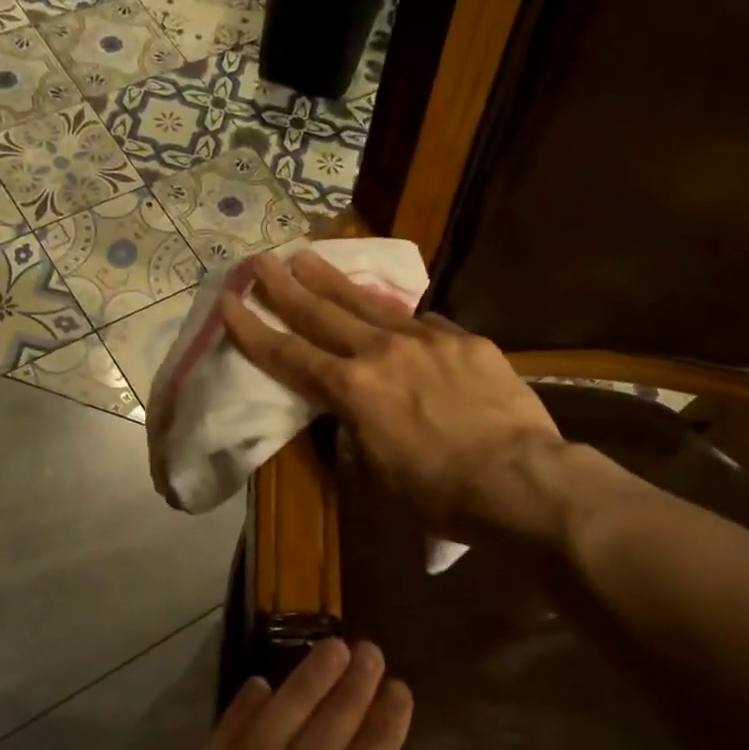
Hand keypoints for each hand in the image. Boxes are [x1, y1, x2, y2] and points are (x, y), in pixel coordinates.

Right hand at [220, 251, 594, 544]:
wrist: (519, 480)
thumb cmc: (438, 493)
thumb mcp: (378, 472)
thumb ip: (357, 430)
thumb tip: (355, 412)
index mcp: (352, 390)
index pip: (289, 355)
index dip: (253, 331)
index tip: (229, 303)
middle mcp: (382, 352)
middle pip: (322, 313)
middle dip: (285, 287)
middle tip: (259, 260)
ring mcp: (427, 339)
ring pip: (370, 303)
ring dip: (333, 280)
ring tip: (307, 256)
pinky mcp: (466, 340)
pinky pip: (424, 323)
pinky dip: (400, 317)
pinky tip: (394, 314)